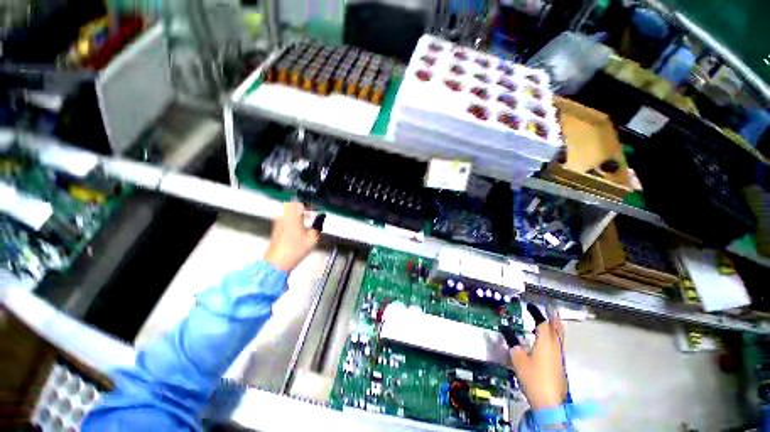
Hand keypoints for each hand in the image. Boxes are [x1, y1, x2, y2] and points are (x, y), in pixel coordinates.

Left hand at [263, 202, 320, 271]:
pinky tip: (299, 226)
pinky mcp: (276, 228)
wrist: (277, 262)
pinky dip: (293, 218)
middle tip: (311, 212)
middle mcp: (284, 217)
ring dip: (298, 212)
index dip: (308, 204)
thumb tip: (320, 219)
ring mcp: (278, 222)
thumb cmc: (294, 251)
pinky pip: (285, 217)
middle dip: (303, 207)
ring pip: (288, 211)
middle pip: (293, 205)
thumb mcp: (312, 239)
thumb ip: (317, 226)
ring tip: (307, 219)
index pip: (300, 203)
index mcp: (293, 218)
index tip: (315, 208)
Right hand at [510, 314, 566, 410]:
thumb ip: (515, 347)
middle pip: (557, 330)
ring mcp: (559, 359)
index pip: (543, 324)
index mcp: (545, 343)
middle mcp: (555, 348)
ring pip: (559, 339)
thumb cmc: (534, 378)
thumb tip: (512, 340)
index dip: (538, 315)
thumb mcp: (518, 360)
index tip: (533, 307)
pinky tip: (546, 344)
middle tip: (551, 311)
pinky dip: (553, 341)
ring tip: (550, 323)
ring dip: (555, 330)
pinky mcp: (560, 368)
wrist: (550, 403)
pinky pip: (557, 348)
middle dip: (554, 319)